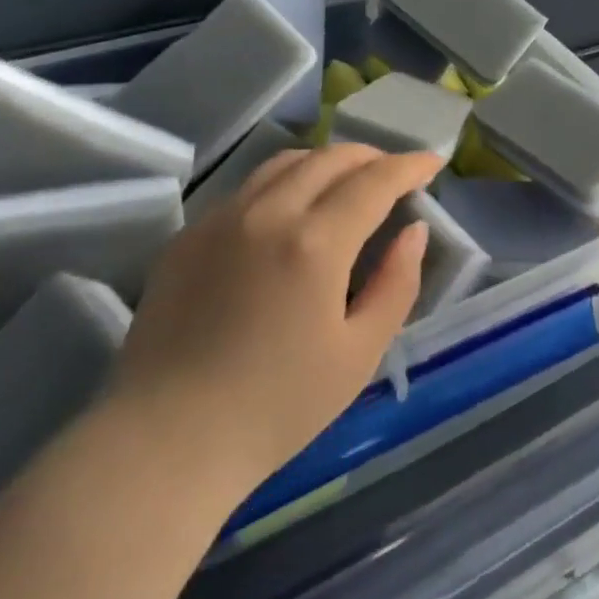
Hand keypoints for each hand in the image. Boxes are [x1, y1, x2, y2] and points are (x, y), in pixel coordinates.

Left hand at [110, 144, 444, 495]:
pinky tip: (289, 212)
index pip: (374, 181)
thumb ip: (396, 284)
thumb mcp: (358, 354)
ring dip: (326, 162)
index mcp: (314, 242)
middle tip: (394, 173)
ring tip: (346, 181)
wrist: (166, 441)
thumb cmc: (276, 408)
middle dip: (371, 157)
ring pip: (284, 163)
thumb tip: (414, 231)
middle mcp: (267, 212)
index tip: (432, 162)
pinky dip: (284, 182)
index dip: (409, 166)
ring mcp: (220, 218)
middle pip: (329, 159)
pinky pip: (247, 189)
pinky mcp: (188, 235)